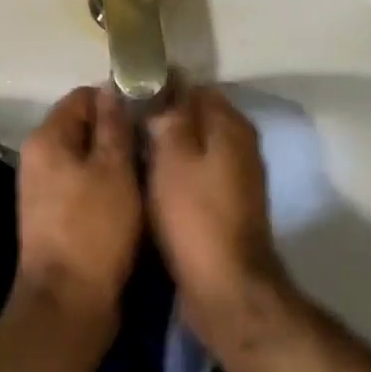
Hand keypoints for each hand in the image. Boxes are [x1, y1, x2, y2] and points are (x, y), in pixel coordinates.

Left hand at [16, 85, 141, 324]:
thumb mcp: (114, 170)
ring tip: (147, 167)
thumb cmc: (94, 230)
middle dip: (116, 130)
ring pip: (85, 156)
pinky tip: (131, 194)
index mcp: (47, 137)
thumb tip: (111, 88)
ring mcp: (43, 187)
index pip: (83, 96)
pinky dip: (105, 183)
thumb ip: (113, 125)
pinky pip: (82, 182)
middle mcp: (38, 156)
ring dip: (114, 159)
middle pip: (83, 125)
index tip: (148, 111)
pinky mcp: (53, 215)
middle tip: (152, 141)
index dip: (116, 100)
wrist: (67, 306)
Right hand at [146, 85, 287, 336]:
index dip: (161, 90)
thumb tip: (167, 82)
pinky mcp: (230, 205)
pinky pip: (199, 175)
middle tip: (128, 131)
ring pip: (197, 148)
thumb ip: (170, 113)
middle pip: (196, 117)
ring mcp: (239, 176)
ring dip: (170, 150)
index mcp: (230, 124)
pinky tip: (154, 186)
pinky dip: (179, 176)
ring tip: (135, 157)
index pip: (193, 88)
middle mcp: (241, 144)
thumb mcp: (172, 154)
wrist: (225, 289)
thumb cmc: (194, 214)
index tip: (131, 101)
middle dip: (165, 121)